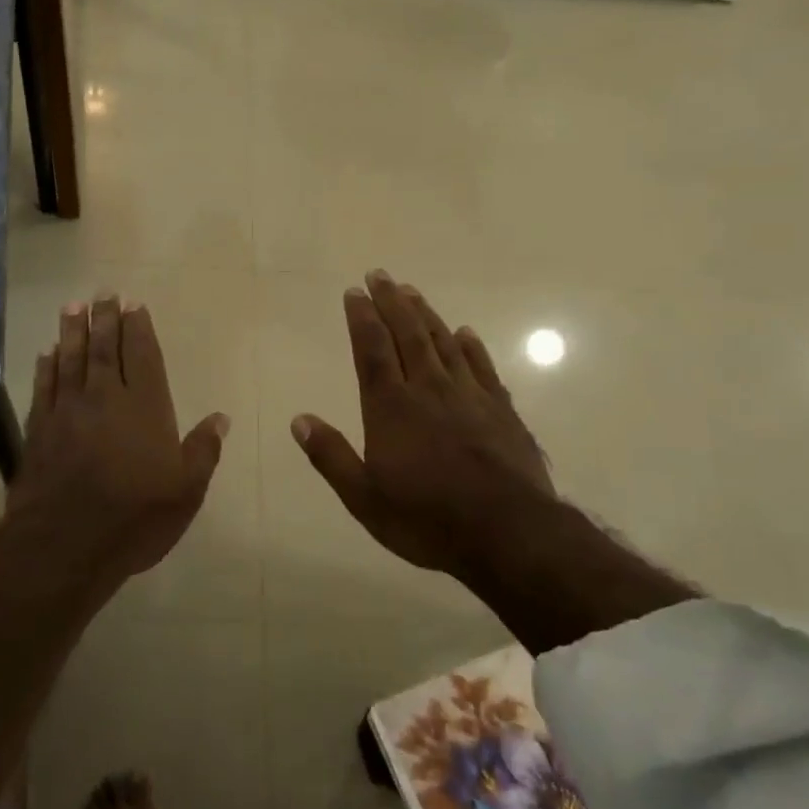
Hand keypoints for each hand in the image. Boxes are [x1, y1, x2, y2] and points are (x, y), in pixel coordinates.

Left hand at [8, 294, 229, 581]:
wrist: (66, 544)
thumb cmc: (135, 517)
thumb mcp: (186, 491)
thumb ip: (203, 450)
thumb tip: (221, 418)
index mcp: (145, 407)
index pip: (142, 355)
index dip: (138, 328)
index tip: (134, 304)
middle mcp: (105, 398)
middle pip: (104, 348)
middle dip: (105, 318)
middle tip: (103, 292)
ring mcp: (68, 411)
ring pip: (71, 359)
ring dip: (73, 331)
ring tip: (74, 306)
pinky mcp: (40, 429)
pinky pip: (44, 386)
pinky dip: (47, 366)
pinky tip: (48, 352)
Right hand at [291, 271, 556, 578]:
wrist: (509, 533)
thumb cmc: (427, 519)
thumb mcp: (364, 498)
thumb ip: (331, 456)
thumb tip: (299, 420)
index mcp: (391, 407)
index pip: (372, 350)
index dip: (361, 318)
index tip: (354, 291)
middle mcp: (428, 389)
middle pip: (407, 334)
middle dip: (391, 303)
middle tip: (380, 274)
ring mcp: (469, 396)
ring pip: (443, 343)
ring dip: (425, 314)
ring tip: (412, 291)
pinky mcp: (501, 410)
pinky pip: (482, 367)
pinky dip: (471, 346)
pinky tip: (465, 333)